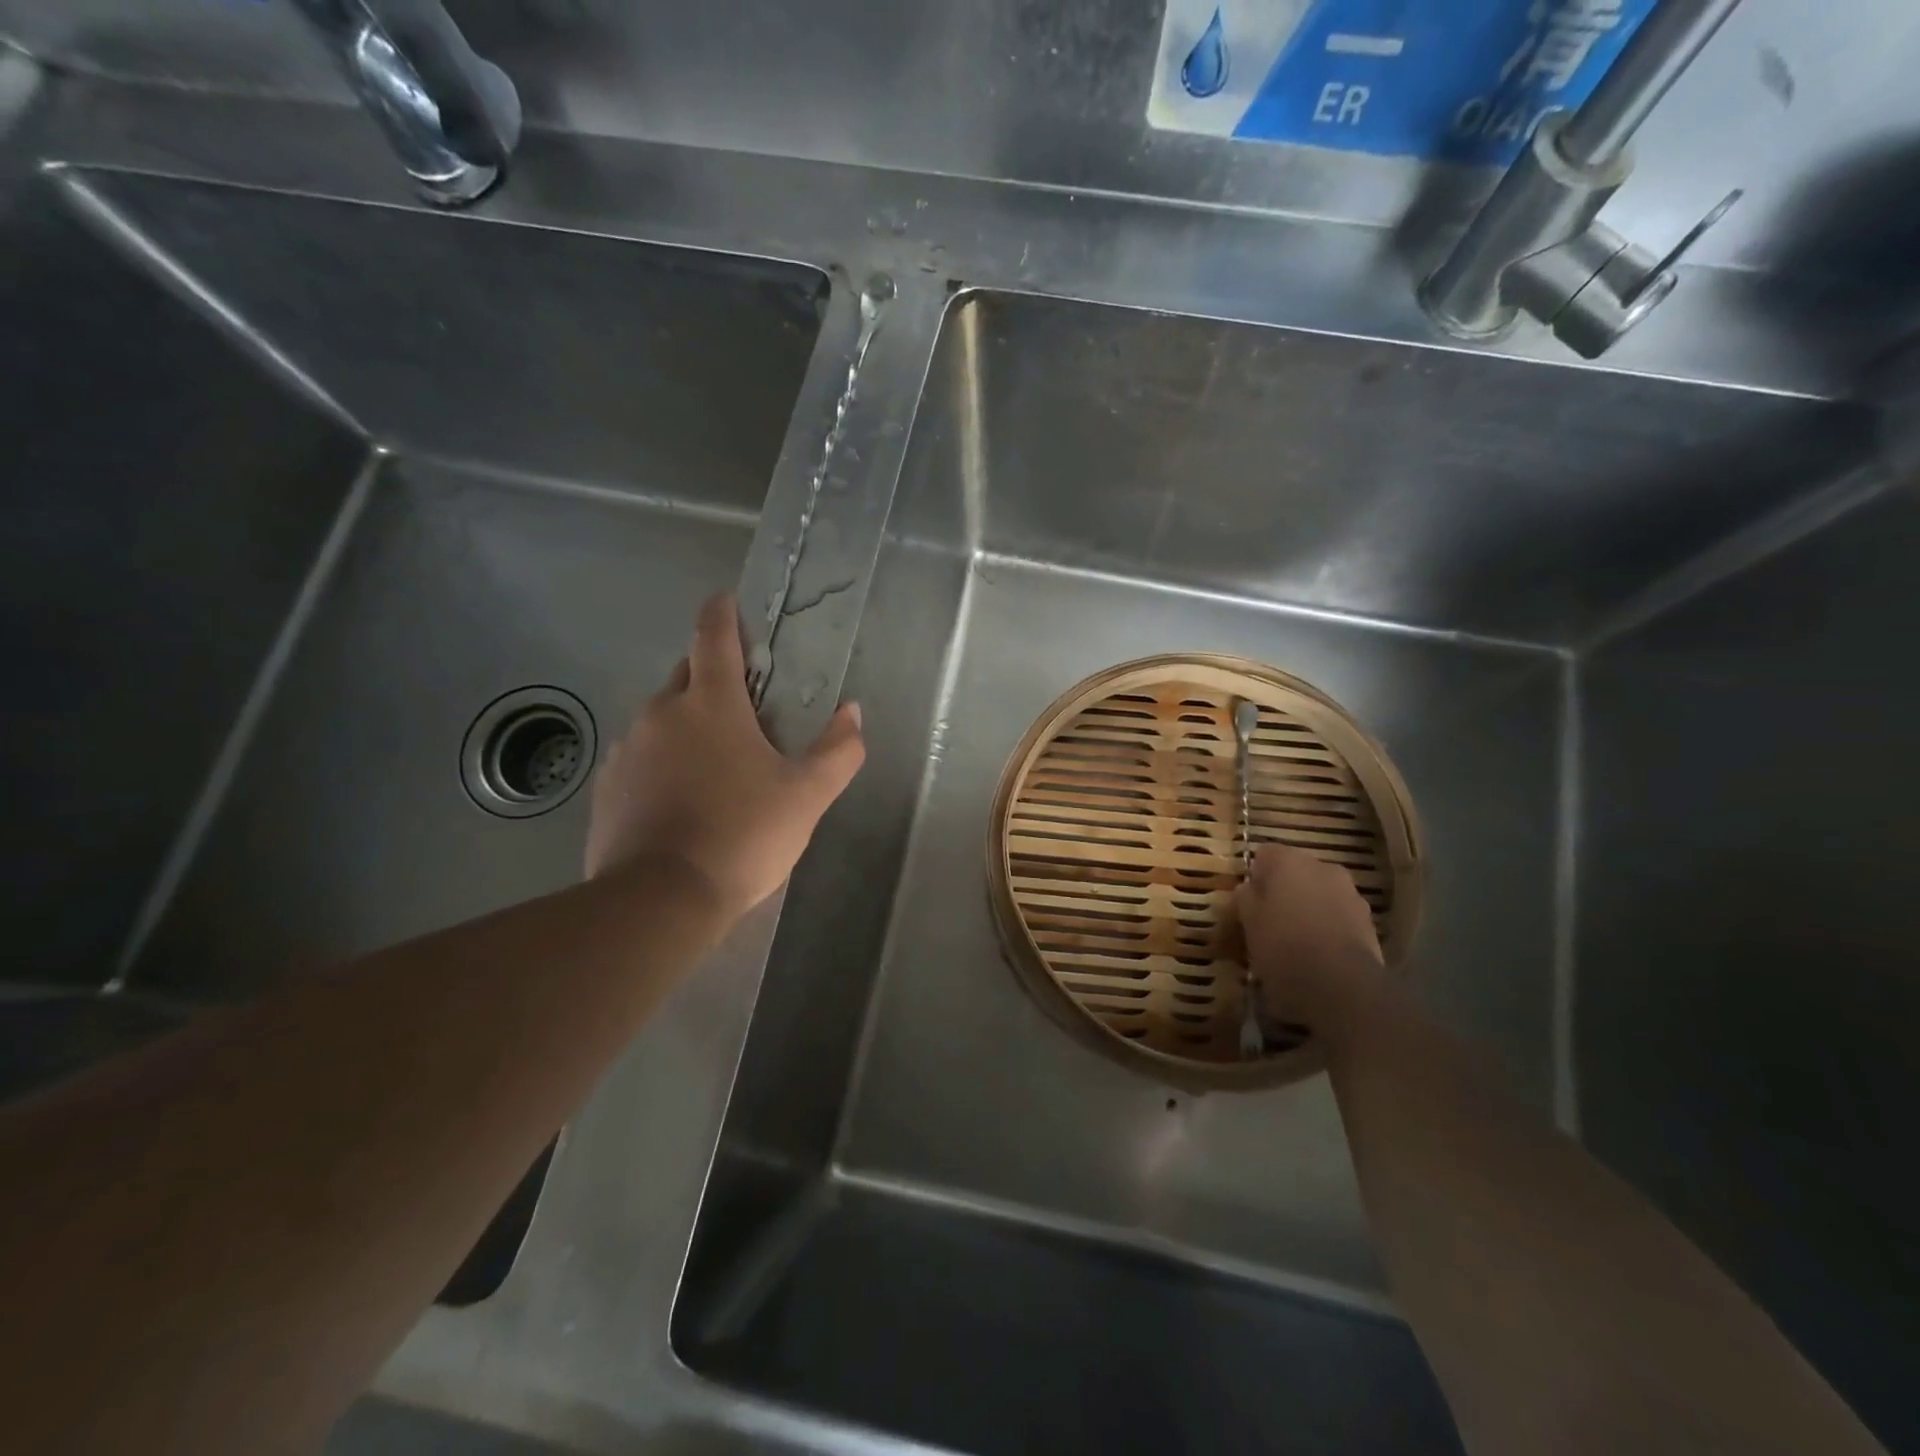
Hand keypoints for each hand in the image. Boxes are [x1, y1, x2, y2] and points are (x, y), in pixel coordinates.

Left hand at [584, 594, 864, 919]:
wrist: (660, 899)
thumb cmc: (742, 835)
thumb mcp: (807, 796)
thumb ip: (839, 751)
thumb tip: (852, 713)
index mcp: (711, 703)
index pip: (713, 636)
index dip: (722, 612)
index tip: (727, 601)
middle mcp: (662, 712)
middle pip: (686, 674)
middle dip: (711, 676)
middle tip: (742, 706)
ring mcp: (627, 748)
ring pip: (661, 718)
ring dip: (686, 724)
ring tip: (714, 763)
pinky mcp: (606, 786)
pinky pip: (639, 756)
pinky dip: (661, 761)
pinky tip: (679, 797)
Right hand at [1235, 843, 1384, 1030]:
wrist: (1342, 988)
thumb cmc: (1283, 948)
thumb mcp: (1248, 924)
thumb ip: (1246, 898)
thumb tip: (1250, 888)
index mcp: (1289, 861)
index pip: (1264, 854)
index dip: (1255, 876)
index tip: (1248, 901)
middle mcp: (1323, 867)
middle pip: (1296, 873)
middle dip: (1284, 891)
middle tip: (1269, 920)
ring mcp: (1351, 894)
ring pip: (1320, 894)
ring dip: (1308, 909)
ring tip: (1295, 941)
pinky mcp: (1369, 923)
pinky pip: (1339, 917)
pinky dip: (1328, 928)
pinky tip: (1318, 954)